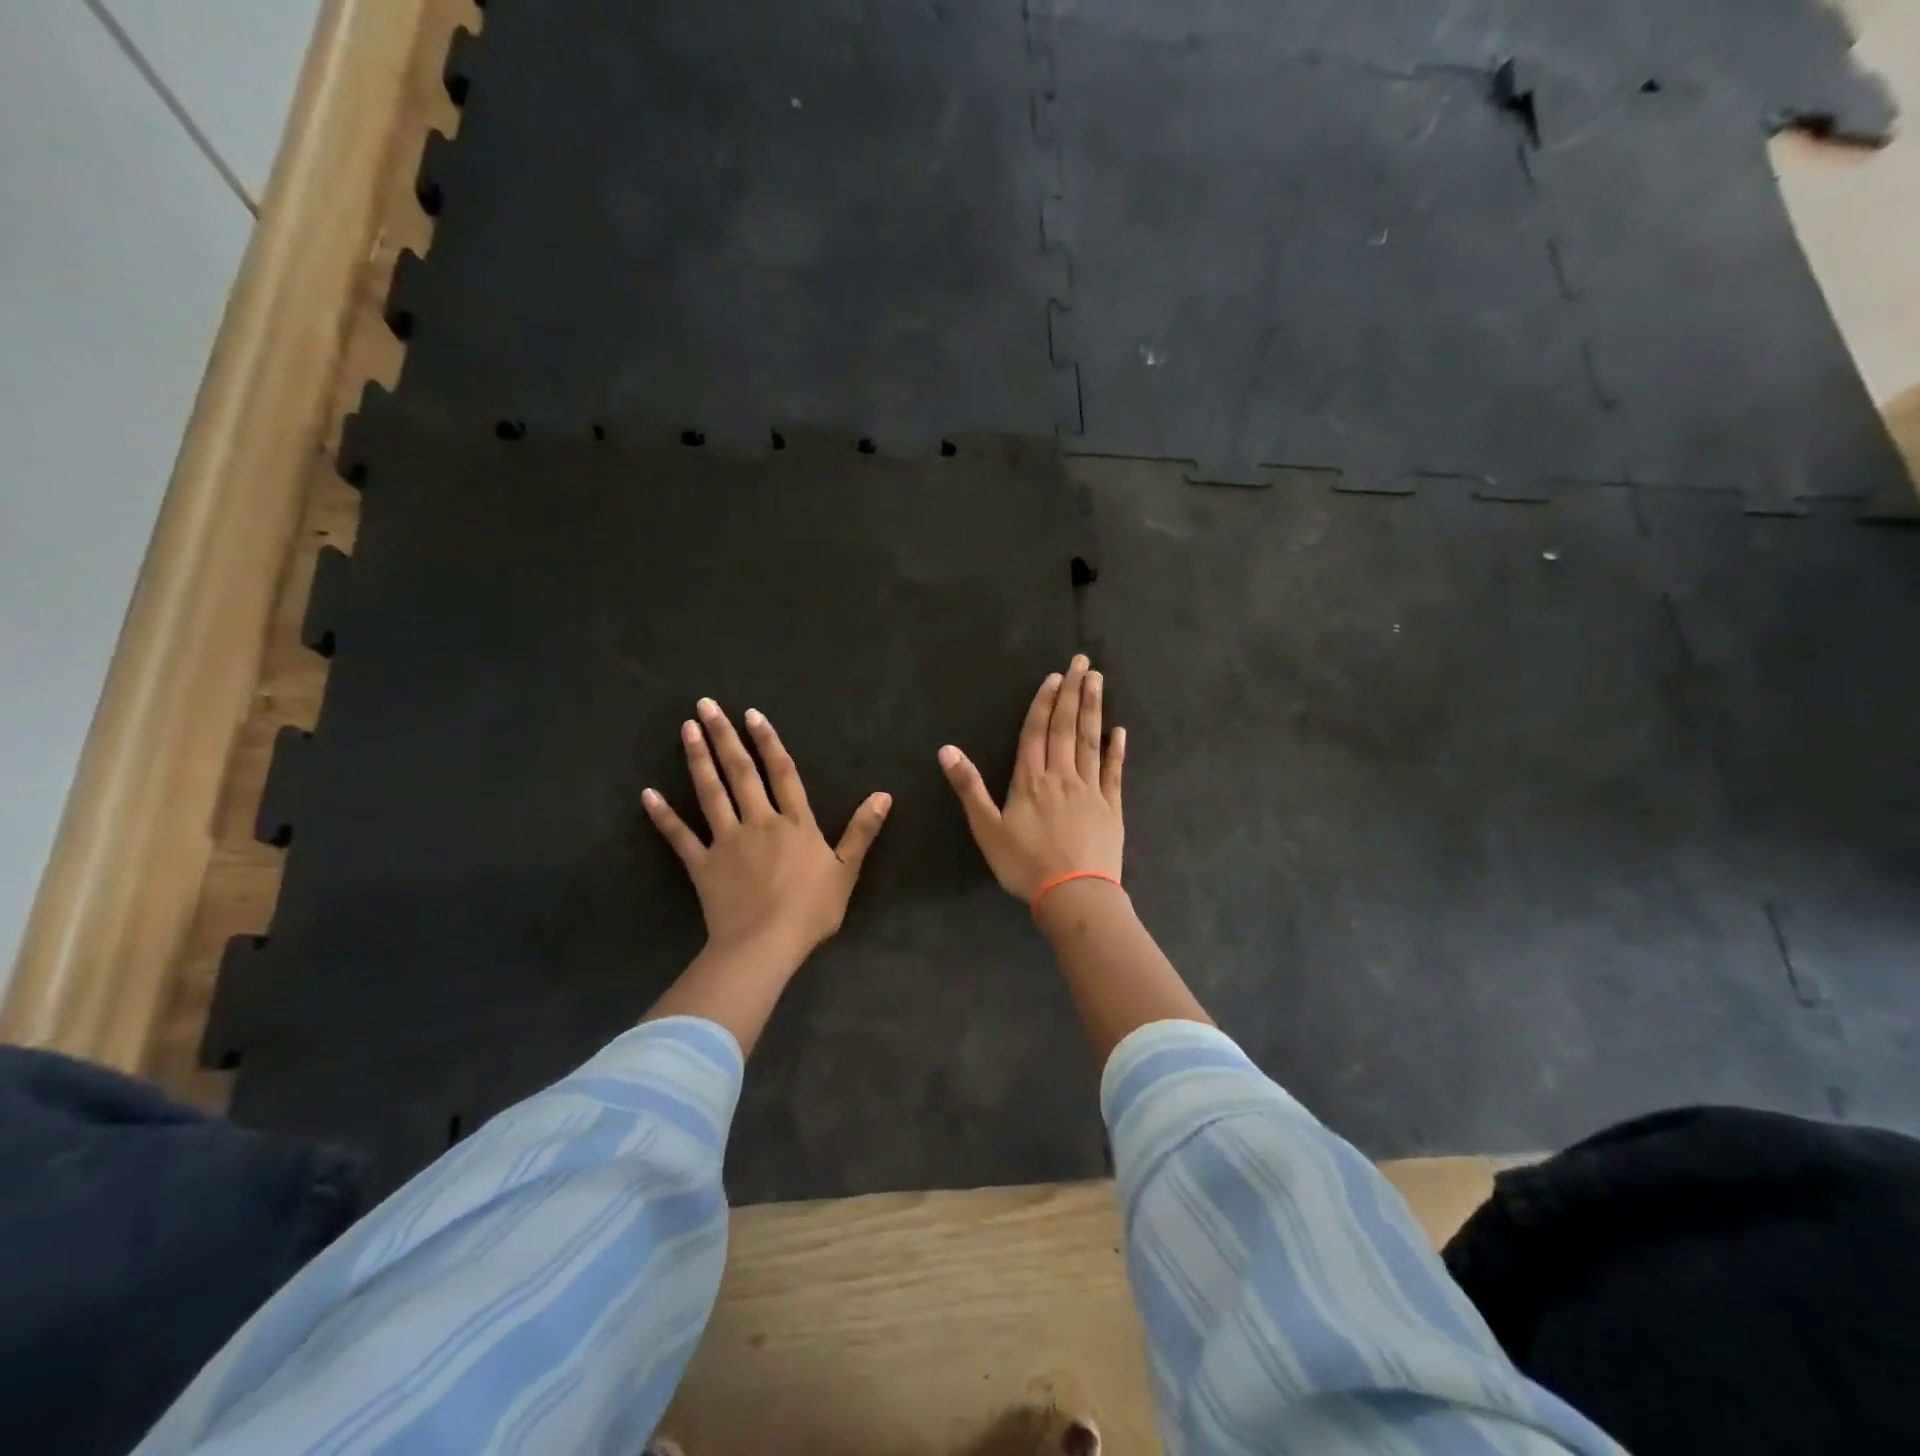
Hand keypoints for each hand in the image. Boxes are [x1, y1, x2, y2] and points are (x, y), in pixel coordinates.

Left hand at [643, 698, 890, 967]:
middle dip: (723, 736)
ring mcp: (727, 840)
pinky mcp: (702, 864)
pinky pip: (680, 836)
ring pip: (711, 792)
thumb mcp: (847, 870)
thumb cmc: (811, 910)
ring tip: (685, 729)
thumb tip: (884, 794)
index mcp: (795, 822)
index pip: (782, 772)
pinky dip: (663, 815)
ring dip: (697, 759)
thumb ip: (862, 830)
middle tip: (705, 705)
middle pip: (740, 772)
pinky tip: (647, 794)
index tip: (751, 715)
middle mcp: (759, 821)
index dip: (768, 742)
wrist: (766, 944)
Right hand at [939, 655, 1124, 901]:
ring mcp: (1090, 790)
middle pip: (1067, 728)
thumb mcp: (986, 828)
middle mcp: (1061, 776)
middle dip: (1073, 692)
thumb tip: (946, 749)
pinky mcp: (1111, 808)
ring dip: (1094, 709)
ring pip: (1091, 742)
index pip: (1036, 732)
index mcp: (1031, 780)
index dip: (1044, 703)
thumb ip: (969, 787)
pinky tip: (1119, 731)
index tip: (1054, 677)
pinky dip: (1116, 751)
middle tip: (1083, 662)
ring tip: (1098, 681)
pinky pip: (1114, 773)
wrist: (1074, 894)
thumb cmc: (1024, 864)